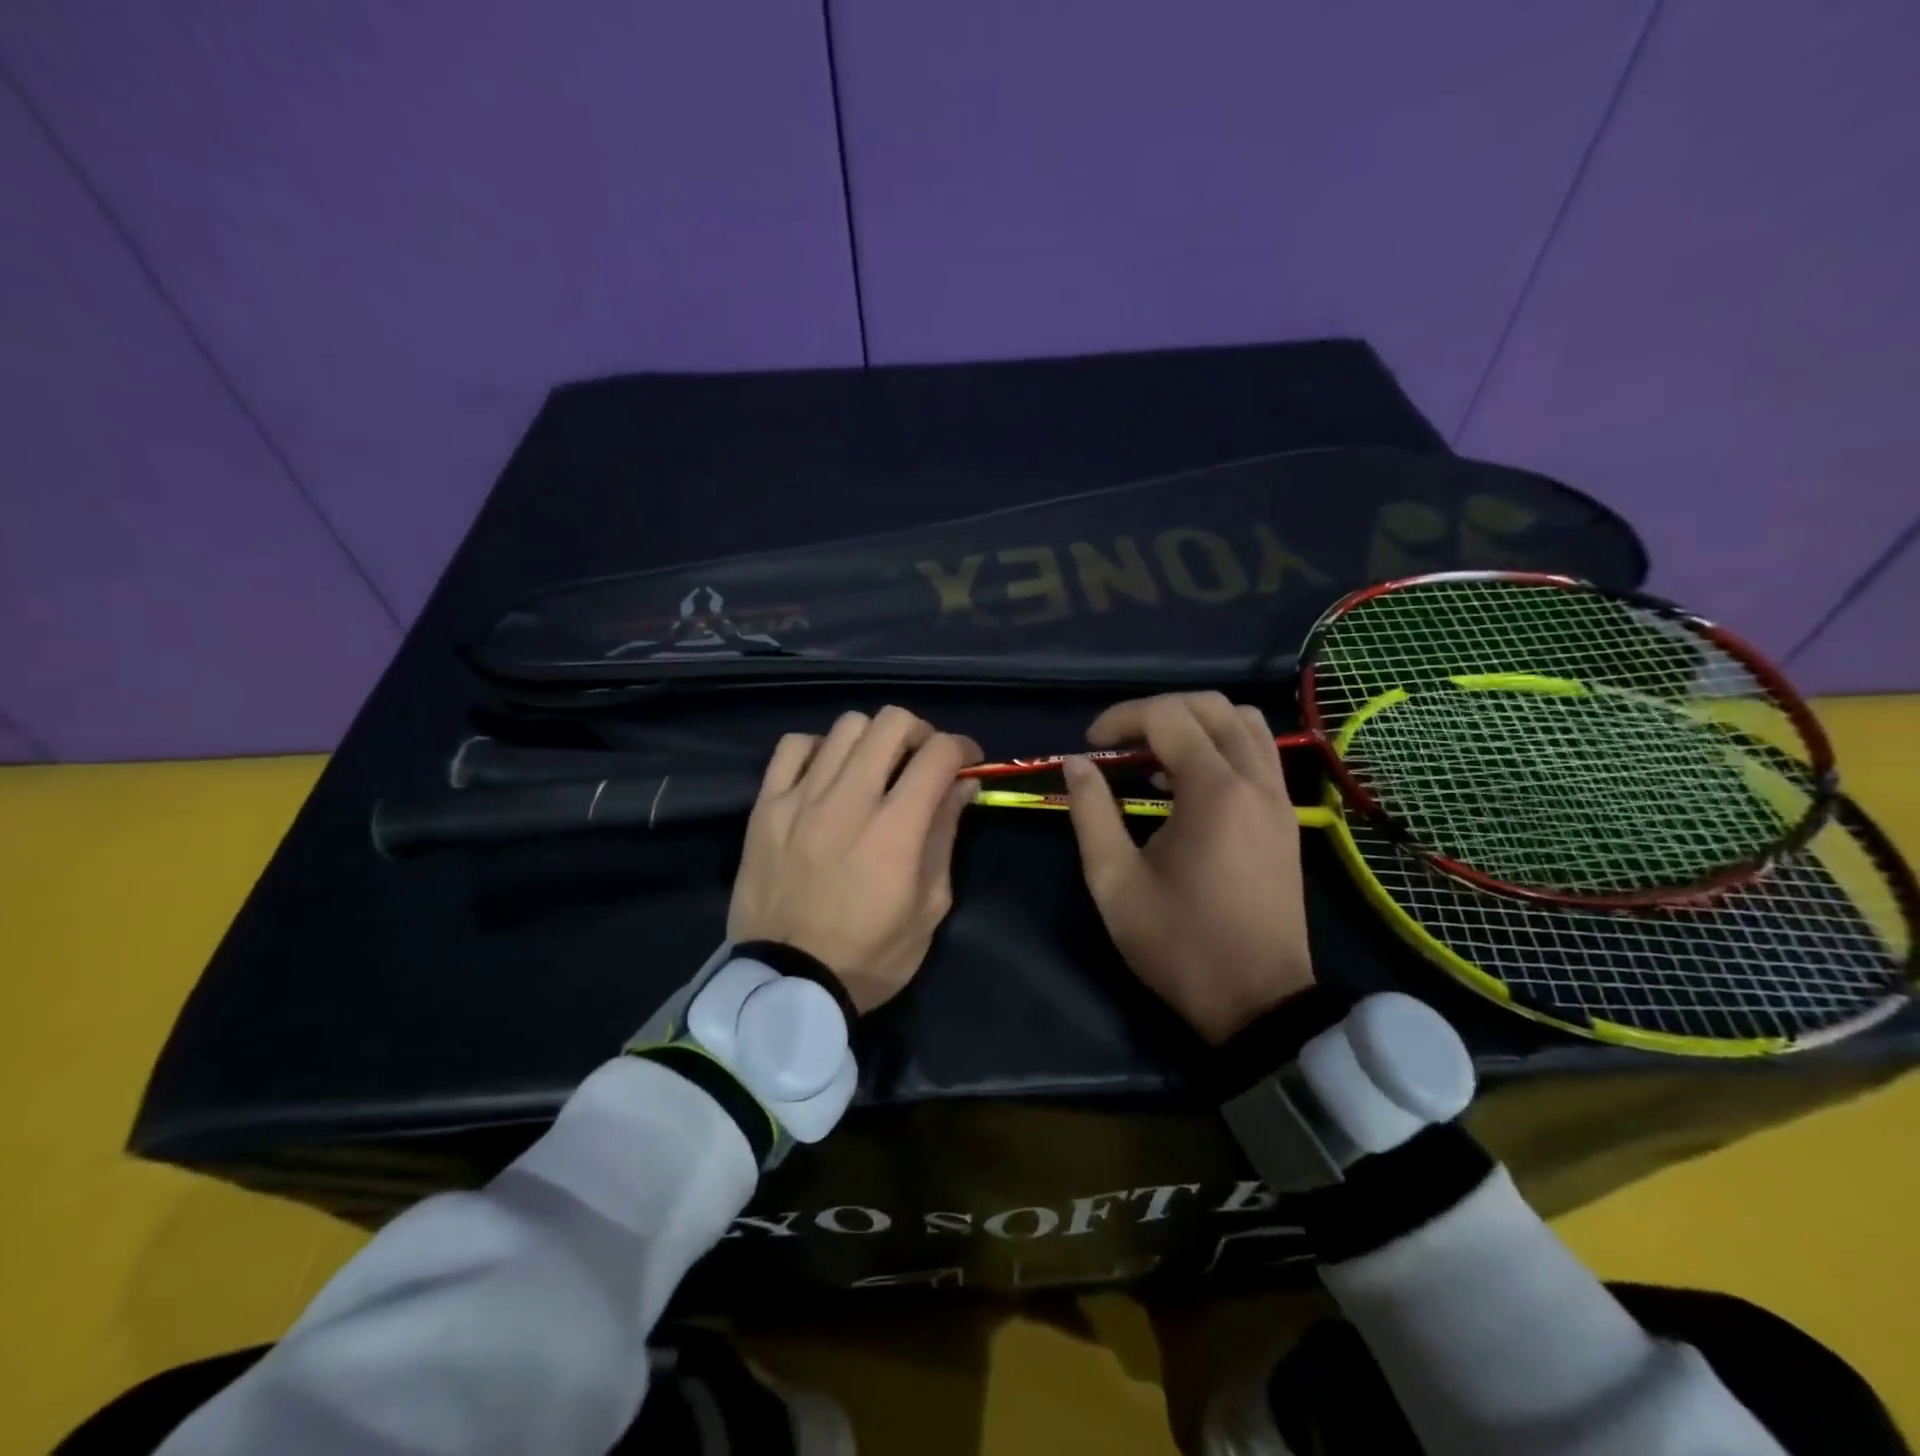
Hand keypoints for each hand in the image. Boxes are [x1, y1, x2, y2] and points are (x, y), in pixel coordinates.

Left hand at [728, 707, 982, 1014]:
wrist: (786, 984)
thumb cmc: (869, 955)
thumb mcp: (929, 907)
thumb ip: (945, 836)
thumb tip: (962, 785)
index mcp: (895, 830)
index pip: (938, 754)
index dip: (963, 747)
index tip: (968, 761)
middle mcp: (848, 801)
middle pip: (891, 723)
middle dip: (921, 732)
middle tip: (923, 760)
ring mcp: (801, 799)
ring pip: (846, 726)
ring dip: (873, 738)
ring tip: (875, 767)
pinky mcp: (765, 807)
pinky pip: (793, 747)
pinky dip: (820, 748)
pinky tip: (828, 773)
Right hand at [1062, 692, 1313, 1043]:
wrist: (1258, 1001)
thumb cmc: (1179, 944)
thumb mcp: (1115, 882)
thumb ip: (1091, 813)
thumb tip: (1077, 763)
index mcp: (1214, 792)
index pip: (1168, 717)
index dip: (1121, 718)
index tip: (1090, 745)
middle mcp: (1256, 780)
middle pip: (1210, 705)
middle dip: (1157, 711)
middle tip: (1119, 743)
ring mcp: (1279, 797)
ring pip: (1244, 721)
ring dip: (1195, 721)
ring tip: (1156, 754)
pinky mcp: (1287, 817)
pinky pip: (1260, 751)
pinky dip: (1223, 743)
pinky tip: (1190, 780)